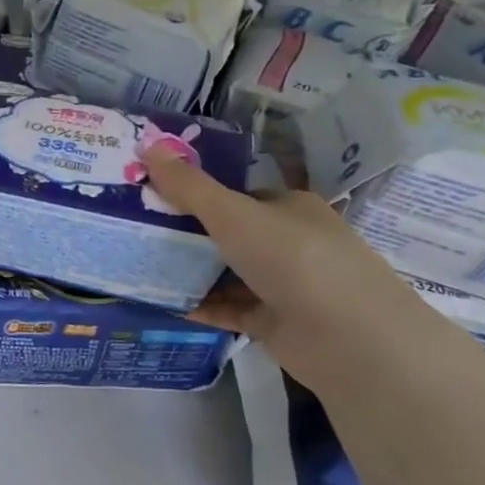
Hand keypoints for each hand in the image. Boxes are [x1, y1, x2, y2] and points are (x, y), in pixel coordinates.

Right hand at [142, 147, 451, 390]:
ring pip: (226, 273)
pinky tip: (161, 302)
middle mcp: (289, 243)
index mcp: (289, 208)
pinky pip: (227, 308)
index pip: (237, 196)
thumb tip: (147, 144)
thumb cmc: (293, 259)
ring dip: (188, 271)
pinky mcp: (275, 323)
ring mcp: (284, 286)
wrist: (350, 340)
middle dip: (184, 234)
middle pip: (227, 234)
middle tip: (134, 230)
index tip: (152, 197)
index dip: (195, 194)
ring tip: (138, 265)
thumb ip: (188, 186)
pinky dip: (198, 305)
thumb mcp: (232, 214)